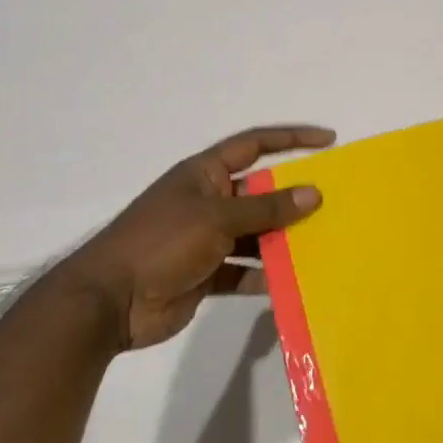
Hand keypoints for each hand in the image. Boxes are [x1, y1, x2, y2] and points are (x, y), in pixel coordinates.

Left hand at [57, 124, 332, 351]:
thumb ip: (266, 208)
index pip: (255, 145)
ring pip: (257, 233)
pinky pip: (246, 270)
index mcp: (205, 175)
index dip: (291, 139)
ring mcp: (207, 239)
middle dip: (294, 198)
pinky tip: (294, 282)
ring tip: (323, 243)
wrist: (107, 303)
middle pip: (261, 192)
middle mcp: (209, 201)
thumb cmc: (160, 243)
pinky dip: (266, 276)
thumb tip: (313, 193)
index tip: (328, 140)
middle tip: (335, 203)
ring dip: (284, 239)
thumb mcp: (217, 218)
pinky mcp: (207, 273)